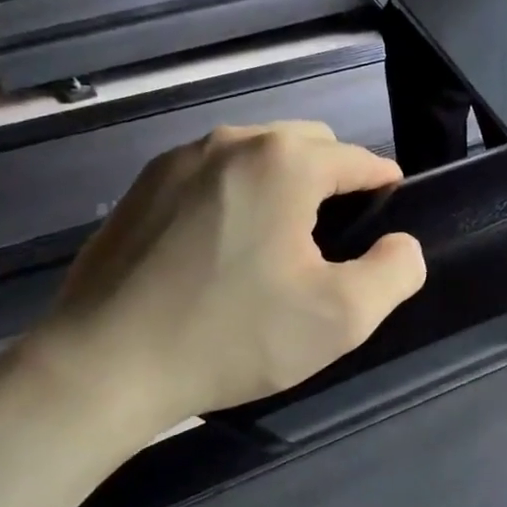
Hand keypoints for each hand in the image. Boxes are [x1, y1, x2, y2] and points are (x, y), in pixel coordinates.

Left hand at [28, 123, 424, 439]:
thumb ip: (395, 271)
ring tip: (281, 241)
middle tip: (336, 238)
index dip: (383, 183)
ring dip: (283, 184)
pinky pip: (212, 175)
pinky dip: (236, 195)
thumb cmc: (234, 336)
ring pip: (256, 155)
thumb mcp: (342, 317)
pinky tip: (225, 247)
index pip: (357, 159)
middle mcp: (231, 142)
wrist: (105, 365)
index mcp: (284, 162)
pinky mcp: (142, 187)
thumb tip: (401, 244)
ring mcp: (178, 160)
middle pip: (307, 145)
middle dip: (333, 178)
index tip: (391, 212)